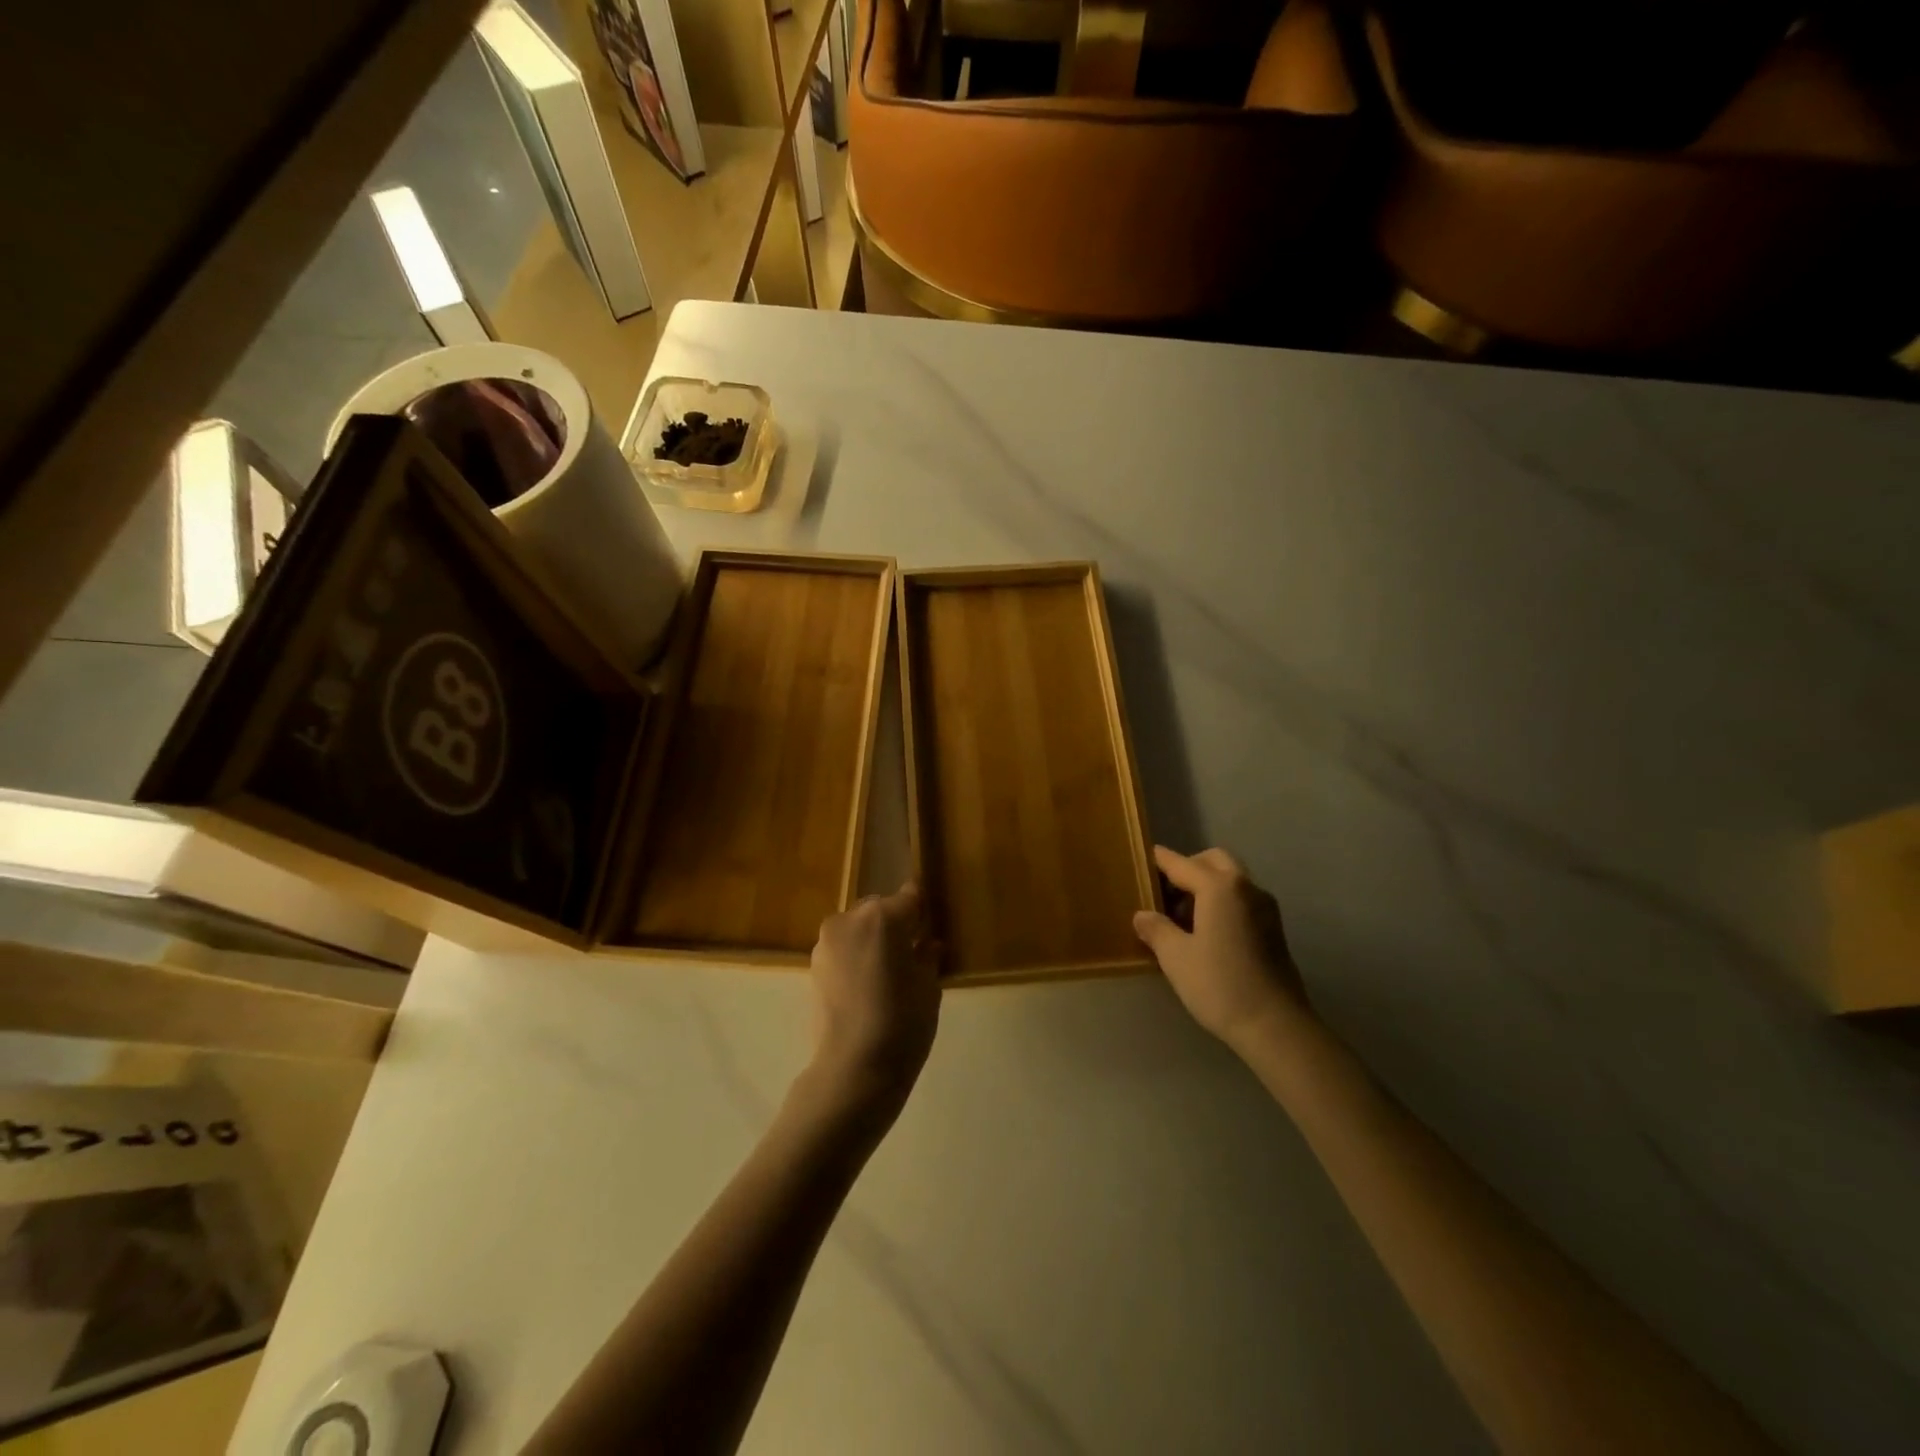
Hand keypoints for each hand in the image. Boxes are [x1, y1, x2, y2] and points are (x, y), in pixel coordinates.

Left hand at [807, 883, 939, 1109]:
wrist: (854, 1067)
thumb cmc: (903, 1022)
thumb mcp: (928, 987)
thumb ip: (927, 957)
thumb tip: (928, 944)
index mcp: (884, 916)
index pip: (909, 897)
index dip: (921, 909)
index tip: (929, 921)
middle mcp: (850, 919)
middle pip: (879, 910)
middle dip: (894, 924)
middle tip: (910, 953)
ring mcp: (826, 942)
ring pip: (856, 929)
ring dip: (871, 941)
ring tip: (886, 974)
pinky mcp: (812, 966)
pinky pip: (842, 950)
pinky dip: (854, 958)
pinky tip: (866, 986)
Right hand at [1134, 846, 1308, 1049]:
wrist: (1275, 1026)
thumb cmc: (1220, 985)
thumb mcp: (1176, 957)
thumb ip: (1156, 929)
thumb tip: (1142, 915)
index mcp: (1219, 887)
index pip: (1181, 864)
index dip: (1159, 861)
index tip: (1141, 858)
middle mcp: (1245, 887)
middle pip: (1213, 861)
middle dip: (1187, 868)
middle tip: (1165, 892)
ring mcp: (1264, 907)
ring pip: (1231, 879)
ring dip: (1206, 885)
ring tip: (1182, 917)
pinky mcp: (1273, 927)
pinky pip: (1241, 898)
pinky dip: (1222, 901)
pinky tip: (1206, 931)